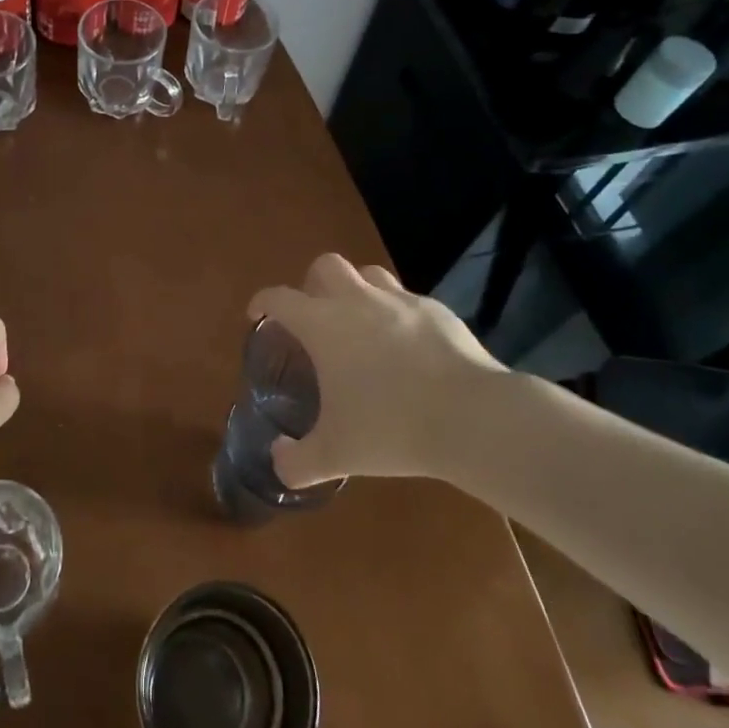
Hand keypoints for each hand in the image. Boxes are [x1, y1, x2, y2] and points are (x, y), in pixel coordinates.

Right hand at [248, 255, 503, 487]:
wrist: (470, 417)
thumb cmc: (390, 428)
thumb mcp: (335, 455)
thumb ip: (297, 461)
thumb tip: (279, 461)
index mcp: (323, 324)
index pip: (279, 298)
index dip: (263, 302)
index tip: (258, 314)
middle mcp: (357, 300)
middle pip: (325, 266)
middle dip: (312, 284)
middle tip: (314, 316)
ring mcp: (399, 300)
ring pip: (368, 274)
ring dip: (356, 289)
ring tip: (360, 322)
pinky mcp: (436, 310)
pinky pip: (407, 299)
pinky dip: (397, 313)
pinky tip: (406, 345)